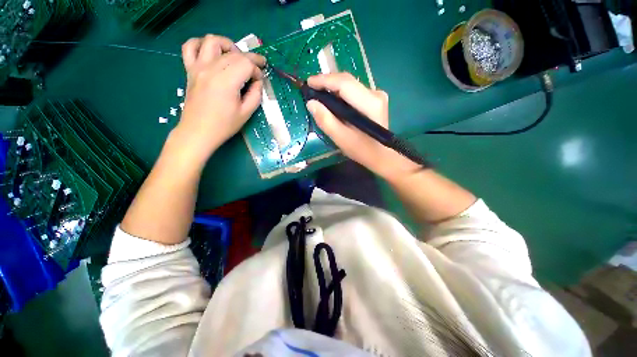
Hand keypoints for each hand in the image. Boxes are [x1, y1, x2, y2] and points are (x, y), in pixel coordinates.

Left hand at [174, 35, 265, 165]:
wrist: (198, 131)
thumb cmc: (224, 125)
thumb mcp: (246, 113)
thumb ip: (256, 94)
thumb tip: (258, 81)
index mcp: (226, 81)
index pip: (246, 64)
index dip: (257, 70)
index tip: (260, 80)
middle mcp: (211, 69)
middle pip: (234, 53)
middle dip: (249, 59)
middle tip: (256, 69)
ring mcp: (198, 67)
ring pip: (212, 41)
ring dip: (228, 45)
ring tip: (235, 57)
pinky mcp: (190, 69)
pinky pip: (190, 46)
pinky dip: (201, 44)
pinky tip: (211, 53)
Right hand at [306, 73, 419, 180]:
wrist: (382, 156)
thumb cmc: (362, 150)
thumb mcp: (341, 138)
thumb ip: (325, 120)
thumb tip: (311, 103)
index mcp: (369, 103)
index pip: (344, 83)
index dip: (324, 80)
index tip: (308, 82)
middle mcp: (375, 93)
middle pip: (347, 81)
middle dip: (327, 82)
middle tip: (311, 88)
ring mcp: (377, 95)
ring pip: (350, 85)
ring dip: (334, 88)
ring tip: (319, 94)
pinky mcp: (375, 99)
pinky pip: (354, 91)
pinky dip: (341, 94)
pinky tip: (333, 100)